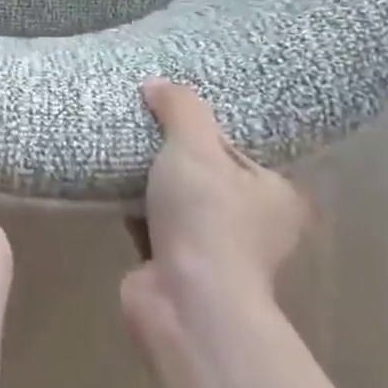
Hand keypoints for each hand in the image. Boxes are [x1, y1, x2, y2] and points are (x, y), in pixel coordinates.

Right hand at [120, 79, 310, 346]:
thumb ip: (180, 108)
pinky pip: (152, 222)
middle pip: (207, 171)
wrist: (187, 302)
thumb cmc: (208, 218)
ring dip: (151, 180)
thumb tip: (158, 84)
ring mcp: (214, 249)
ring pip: (177, 198)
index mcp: (276, 193)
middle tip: (143, 119)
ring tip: (122, 142)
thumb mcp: (196, 146)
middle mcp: (253, 223)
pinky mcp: (175, 265)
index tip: (177, 106)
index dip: (209, 125)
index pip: (241, 146)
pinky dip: (134, 205)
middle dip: (175, 152)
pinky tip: (110, 180)